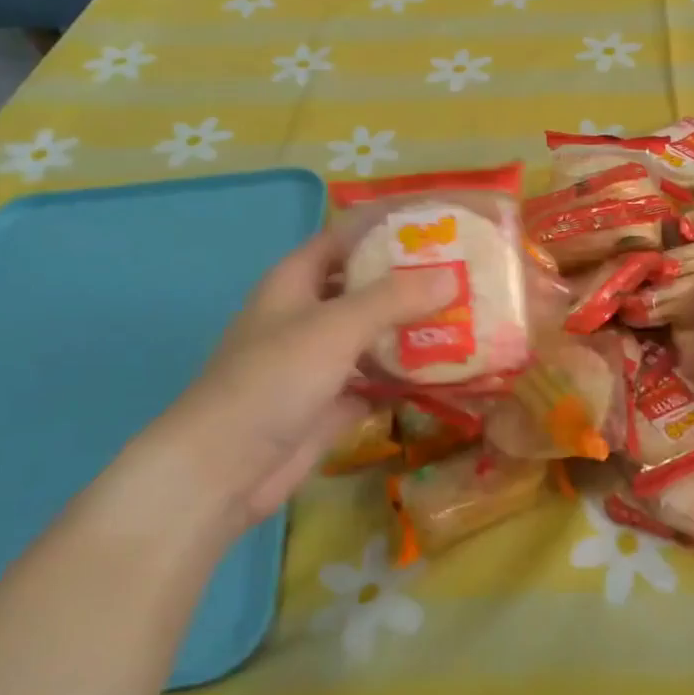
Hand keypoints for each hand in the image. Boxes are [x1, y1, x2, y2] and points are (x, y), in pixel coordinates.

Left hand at [120, 232, 453, 528]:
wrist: (225, 469)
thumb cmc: (273, 379)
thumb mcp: (336, 326)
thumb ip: (394, 298)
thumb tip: (451, 275)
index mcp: (296, 282)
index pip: (343, 239)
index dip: (384, 229)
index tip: (436, 225)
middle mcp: (308, 315)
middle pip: (365, 287)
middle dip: (410, 281)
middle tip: (465, 274)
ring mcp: (320, 362)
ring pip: (374, 335)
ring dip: (413, 330)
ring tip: (467, 317)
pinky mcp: (332, 402)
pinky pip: (378, 380)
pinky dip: (407, 376)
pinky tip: (449, 371)